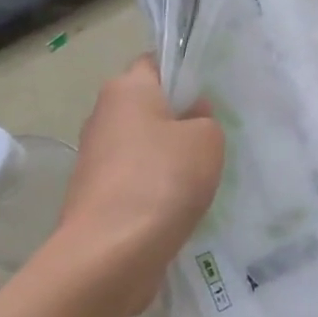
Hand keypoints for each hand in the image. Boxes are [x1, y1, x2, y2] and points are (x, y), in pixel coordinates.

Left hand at [39, 55, 223, 314]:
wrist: (111, 254)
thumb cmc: (163, 179)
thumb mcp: (208, 138)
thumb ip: (206, 119)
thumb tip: (190, 119)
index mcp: (126, 89)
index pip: (157, 62)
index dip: (186, 70)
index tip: (215, 90)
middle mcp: (104, 116)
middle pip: (150, 105)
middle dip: (182, 116)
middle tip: (220, 130)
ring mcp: (97, 159)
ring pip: (145, 144)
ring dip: (172, 155)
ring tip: (209, 169)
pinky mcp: (98, 196)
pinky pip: (138, 178)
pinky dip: (160, 185)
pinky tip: (186, 200)